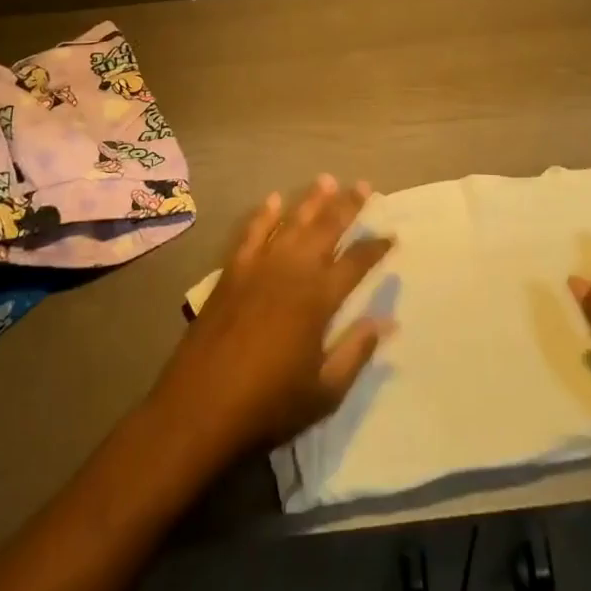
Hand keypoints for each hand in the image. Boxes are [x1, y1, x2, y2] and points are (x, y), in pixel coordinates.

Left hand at [151, 176, 394, 459]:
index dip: (376, 247)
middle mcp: (291, 271)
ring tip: (327, 180)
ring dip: (311, 200)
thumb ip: (356, 352)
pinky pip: (251, 233)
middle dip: (347, 205)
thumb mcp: (324, 392)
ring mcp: (258, 267)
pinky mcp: (231, 273)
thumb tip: (387, 322)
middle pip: (326, 228)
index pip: (356, 262)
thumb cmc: (268, 405)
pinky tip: (273, 200)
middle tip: (364, 185)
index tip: (392, 235)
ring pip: (291, 223)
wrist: (199, 409)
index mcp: (318, 298)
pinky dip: (263, 215)